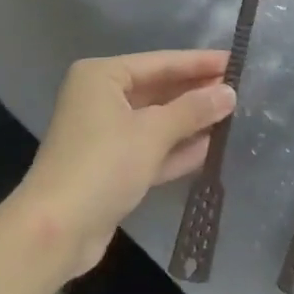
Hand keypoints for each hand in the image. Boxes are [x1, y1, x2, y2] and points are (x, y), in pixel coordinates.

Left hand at [18, 50, 234, 276]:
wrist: (55, 232)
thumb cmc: (103, 165)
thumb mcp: (152, 132)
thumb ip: (193, 109)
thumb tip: (229, 92)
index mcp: (103, 76)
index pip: (161, 62)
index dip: (199, 62)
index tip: (235, 61)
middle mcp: (101, 98)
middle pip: (158, 89)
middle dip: (196, 92)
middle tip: (239, 88)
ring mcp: (105, 134)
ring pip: (156, 121)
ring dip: (191, 121)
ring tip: (233, 115)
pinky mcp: (111, 167)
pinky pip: (151, 148)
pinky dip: (177, 148)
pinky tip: (211, 147)